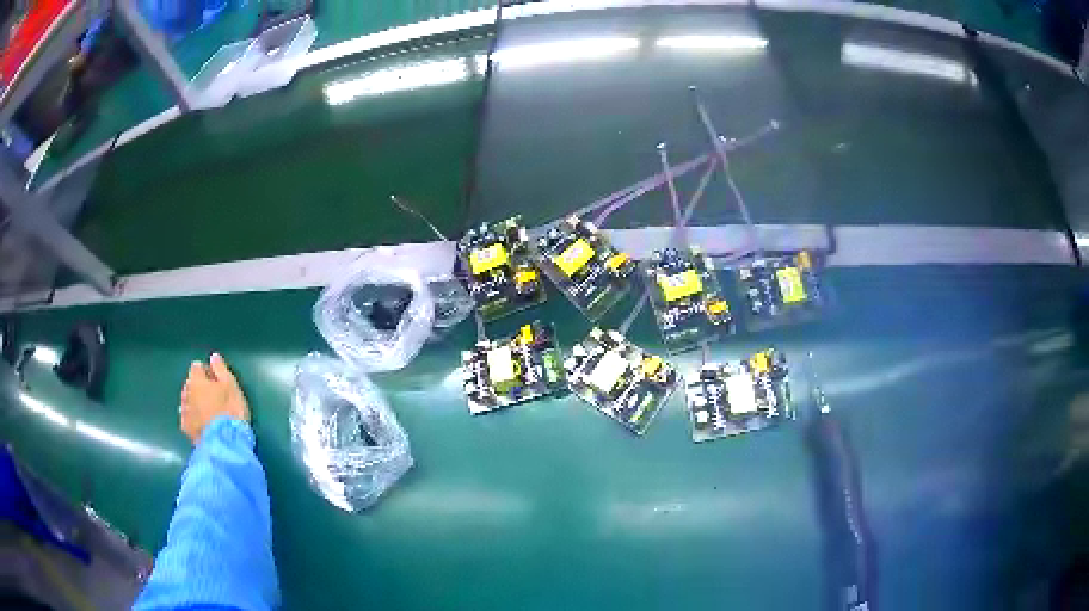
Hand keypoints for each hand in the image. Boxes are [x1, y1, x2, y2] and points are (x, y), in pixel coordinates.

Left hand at [181, 353, 249, 444]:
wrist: (224, 444)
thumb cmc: (230, 411)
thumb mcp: (231, 386)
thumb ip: (221, 369)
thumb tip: (213, 357)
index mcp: (196, 380)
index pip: (197, 366)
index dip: (207, 371)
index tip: (218, 380)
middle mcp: (186, 393)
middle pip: (190, 384)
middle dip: (199, 387)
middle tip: (214, 396)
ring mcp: (184, 412)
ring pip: (188, 401)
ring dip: (195, 403)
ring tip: (209, 411)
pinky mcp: (186, 430)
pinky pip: (187, 418)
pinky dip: (193, 418)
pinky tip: (203, 424)